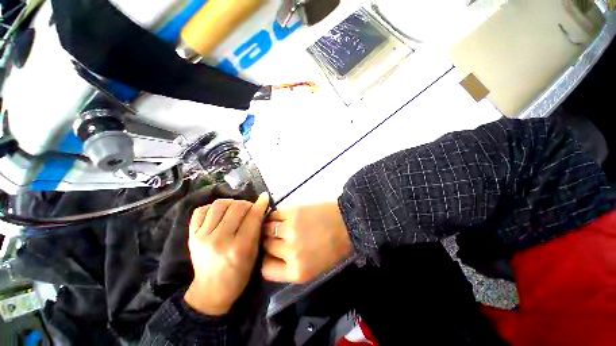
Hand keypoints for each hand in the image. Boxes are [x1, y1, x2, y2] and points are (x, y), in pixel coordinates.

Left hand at [184, 193, 268, 315]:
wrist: (211, 290)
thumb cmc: (239, 274)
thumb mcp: (254, 253)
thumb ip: (257, 229)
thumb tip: (261, 207)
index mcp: (239, 248)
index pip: (252, 217)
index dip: (260, 204)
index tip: (265, 198)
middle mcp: (219, 240)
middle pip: (236, 207)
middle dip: (247, 204)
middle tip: (250, 208)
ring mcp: (202, 237)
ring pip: (219, 205)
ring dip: (232, 203)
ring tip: (235, 209)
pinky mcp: (191, 235)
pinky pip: (201, 210)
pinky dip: (212, 208)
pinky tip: (220, 213)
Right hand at [261, 203, 352, 283]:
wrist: (348, 224)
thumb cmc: (334, 248)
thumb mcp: (314, 269)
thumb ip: (291, 267)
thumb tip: (273, 256)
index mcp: (297, 271)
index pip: (266, 269)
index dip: (266, 260)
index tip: (270, 253)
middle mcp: (290, 252)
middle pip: (266, 246)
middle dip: (269, 242)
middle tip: (275, 236)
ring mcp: (290, 230)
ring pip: (267, 229)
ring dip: (269, 227)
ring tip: (276, 225)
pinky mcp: (293, 212)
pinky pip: (274, 214)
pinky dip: (273, 216)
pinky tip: (279, 216)